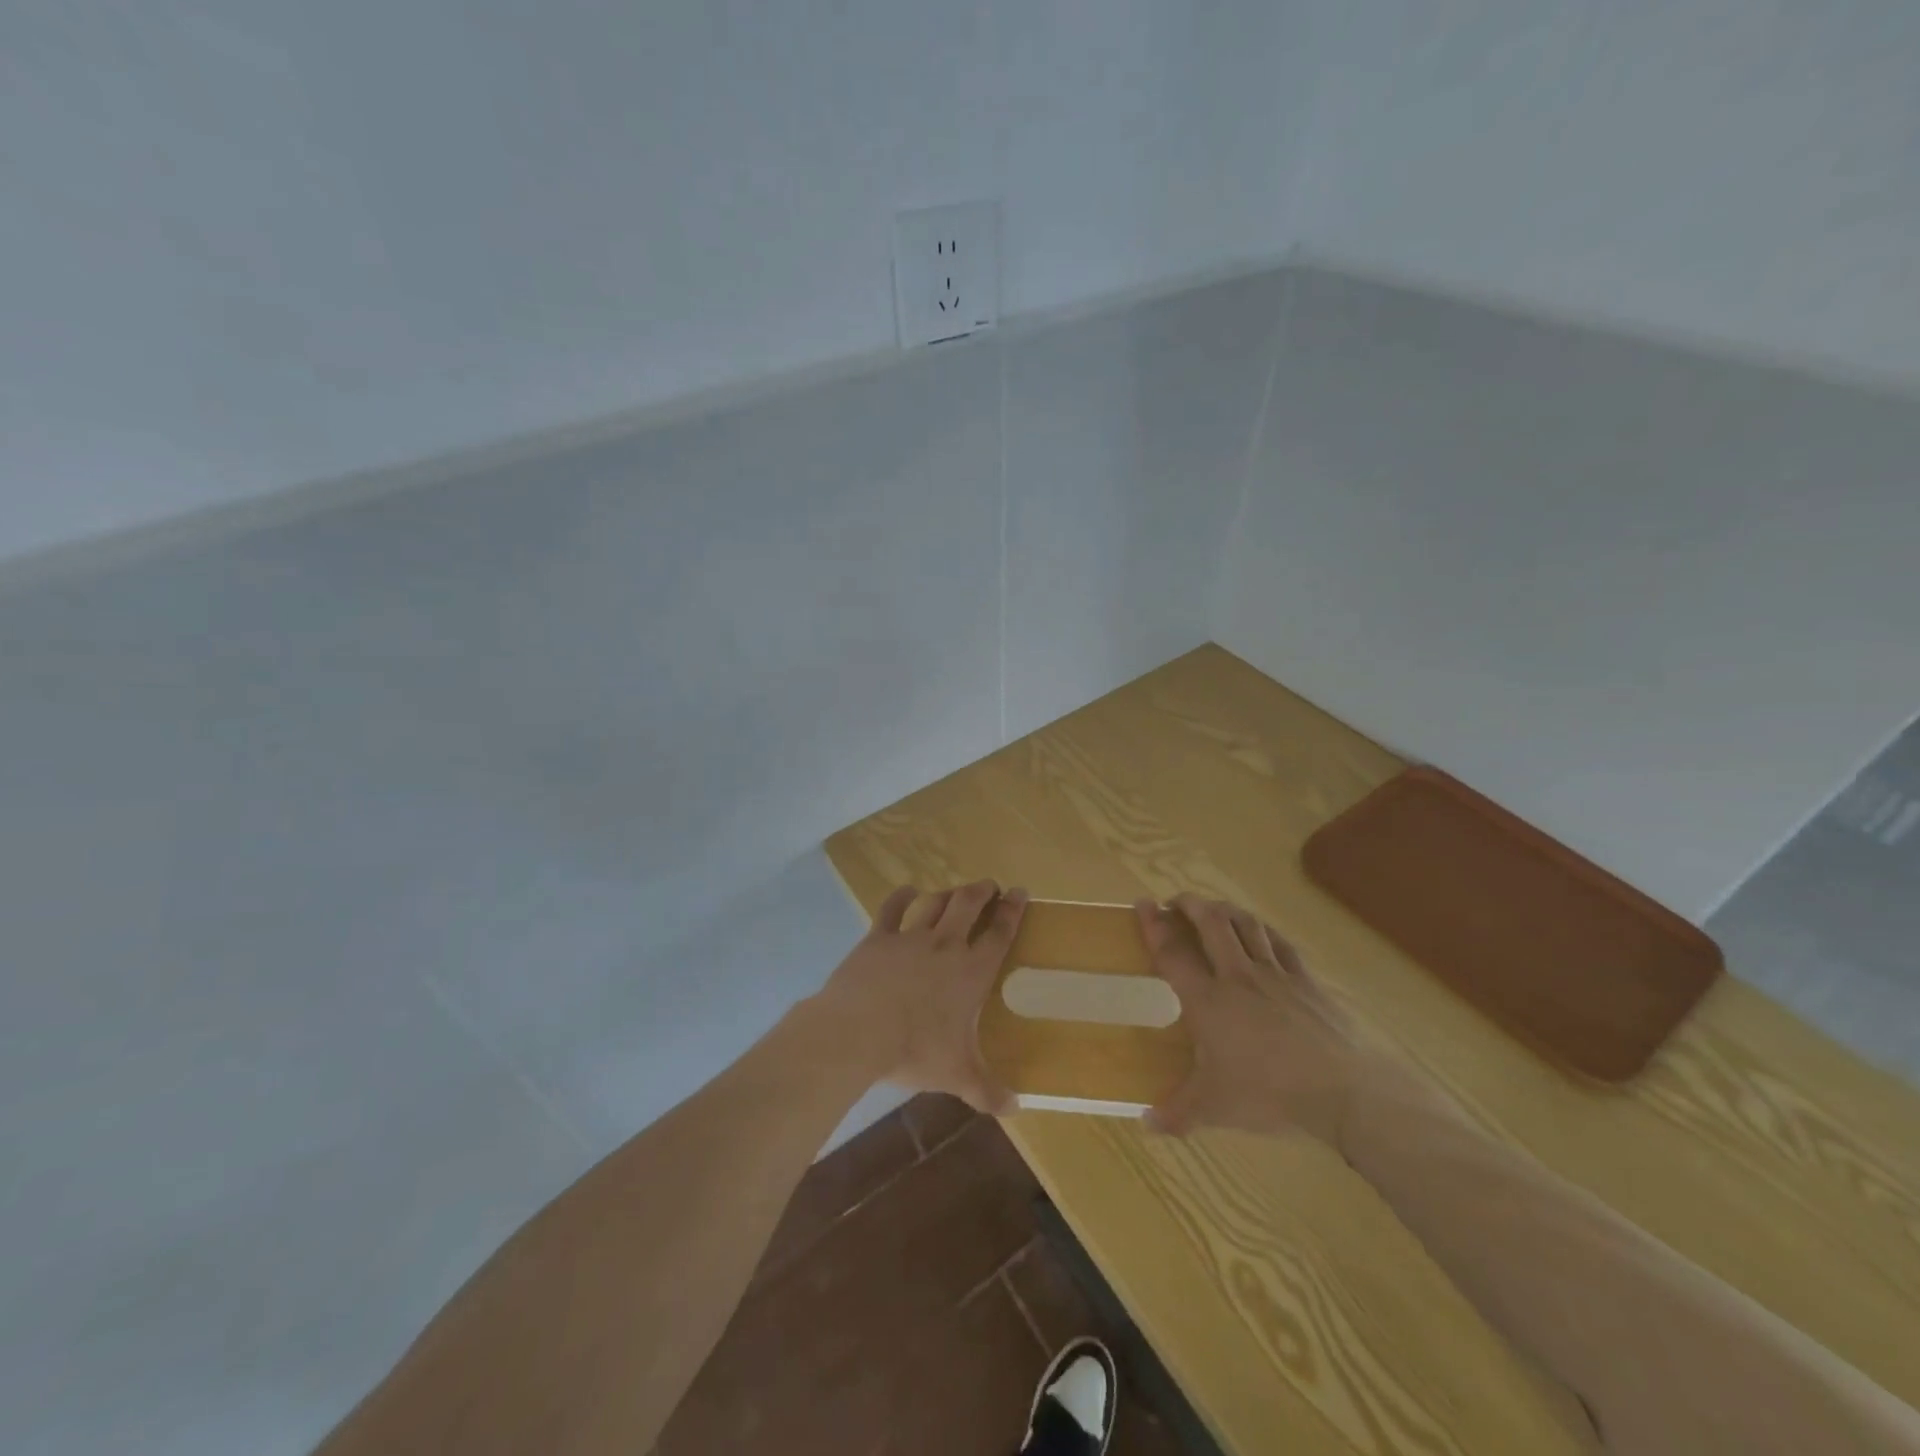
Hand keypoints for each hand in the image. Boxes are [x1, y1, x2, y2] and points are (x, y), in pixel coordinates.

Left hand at [813, 880, 1027, 1114]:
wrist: (859, 1031)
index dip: (1012, 911)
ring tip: (956, 891)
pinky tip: (907, 891)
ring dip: (948, 893)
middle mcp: (945, 945)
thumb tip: (1016, 1108)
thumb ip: (988, 1091)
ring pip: (935, 903)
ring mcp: (910, 937)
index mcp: (971, 972)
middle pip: (968, 905)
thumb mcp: (957, 1076)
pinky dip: (901, 897)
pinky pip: (892, 909)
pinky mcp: (879, 938)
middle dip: (982, 891)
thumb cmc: (915, 1051)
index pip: (999, 934)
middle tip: (990, 885)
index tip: (1020, 893)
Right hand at [1138, 893, 1363, 1147]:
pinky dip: (1264, 930)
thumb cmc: (1270, 1094)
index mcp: (1208, 1001)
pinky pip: (1281, 943)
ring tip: (1214, 908)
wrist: (1344, 1090)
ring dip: (1225, 909)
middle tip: (1177, 901)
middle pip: (1211, 923)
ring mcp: (1276, 974)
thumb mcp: (1216, 1108)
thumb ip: (1178, 1113)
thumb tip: (1146, 1123)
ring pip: (1246, 925)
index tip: (1142, 903)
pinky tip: (1261, 931)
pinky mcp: (1307, 980)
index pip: (1172, 952)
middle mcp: (1238, 976)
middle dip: (1190, 904)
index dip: (1154, 925)